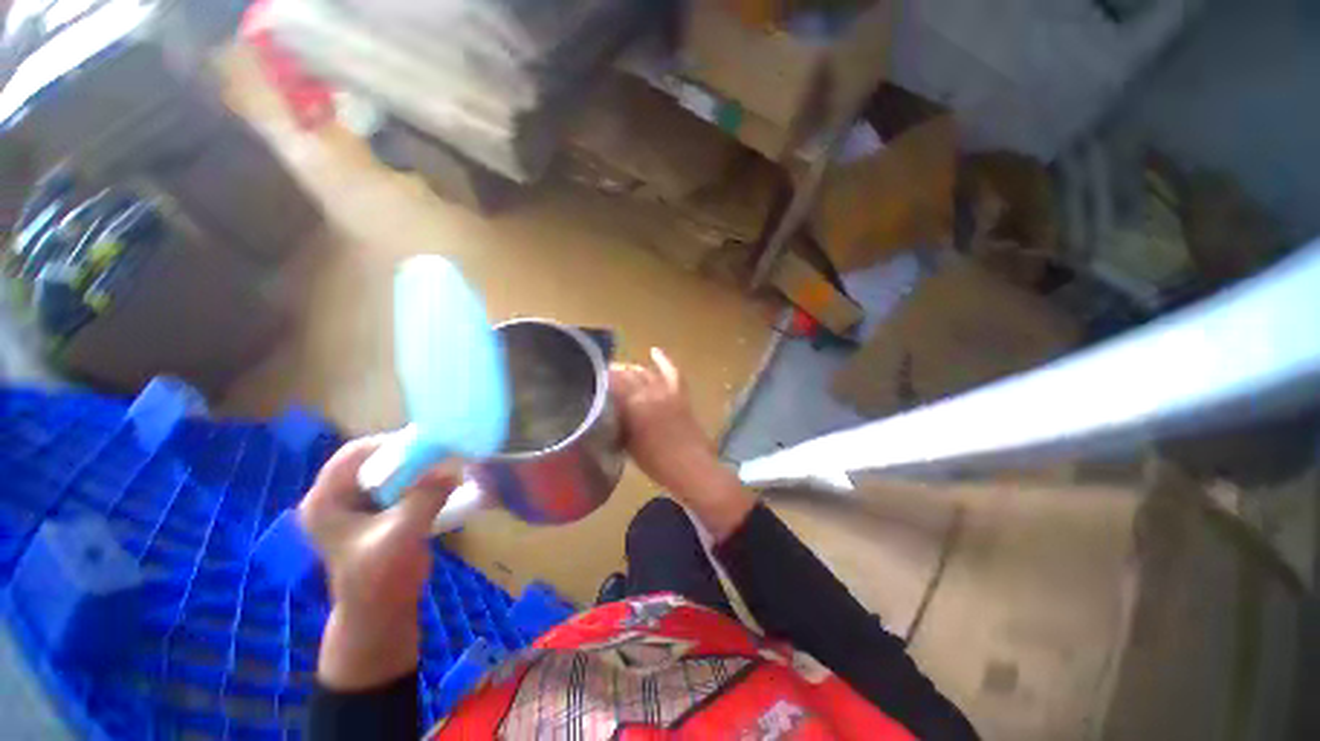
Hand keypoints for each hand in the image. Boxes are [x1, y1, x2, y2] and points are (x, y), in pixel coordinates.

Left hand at [298, 438, 455, 689]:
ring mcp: (356, 504)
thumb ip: (424, 499)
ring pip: (388, 469)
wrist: (381, 613)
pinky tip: (440, 480)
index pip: (353, 455)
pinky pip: (398, 482)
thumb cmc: (380, 579)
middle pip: (372, 459)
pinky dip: (419, 478)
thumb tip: (453, 469)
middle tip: (440, 452)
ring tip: (444, 463)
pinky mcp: (376, 511)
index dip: (388, 444)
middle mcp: (336, 497)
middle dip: (407, 453)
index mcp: (325, 501)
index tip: (426, 443)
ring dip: (416, 465)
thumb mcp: (401, 536)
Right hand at [611, 348, 754, 539]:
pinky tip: (654, 351)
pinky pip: (672, 371)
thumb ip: (617, 422)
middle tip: (602, 377)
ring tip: (621, 370)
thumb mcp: (627, 443)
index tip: (590, 379)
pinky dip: (663, 360)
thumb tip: (607, 409)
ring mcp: (666, 391)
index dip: (599, 379)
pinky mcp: (680, 393)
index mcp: (632, 405)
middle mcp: (648, 392)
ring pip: (644, 373)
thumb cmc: (655, 462)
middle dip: (613, 373)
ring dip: (631, 369)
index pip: (611, 384)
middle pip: (627, 375)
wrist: (690, 466)